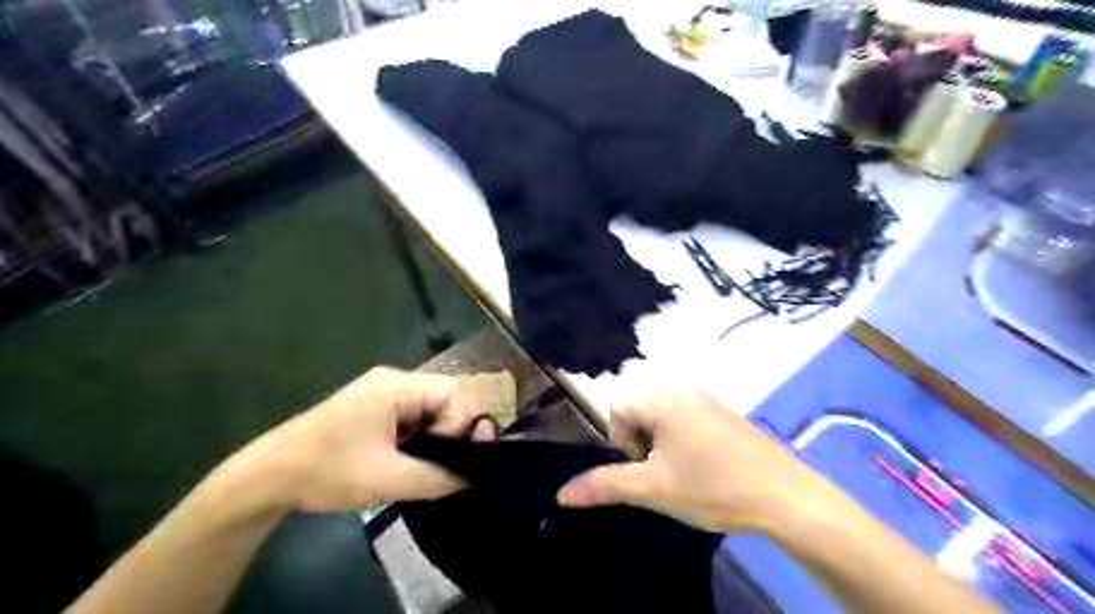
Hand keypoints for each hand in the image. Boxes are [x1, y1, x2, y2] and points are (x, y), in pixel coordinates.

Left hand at [218, 368, 509, 514]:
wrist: (267, 477)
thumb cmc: (327, 472)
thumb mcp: (388, 479)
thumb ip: (439, 476)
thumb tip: (476, 476)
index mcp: (397, 386)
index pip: (454, 395)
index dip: (462, 427)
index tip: (454, 460)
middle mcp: (394, 380)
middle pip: (445, 399)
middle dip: (452, 432)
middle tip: (445, 465)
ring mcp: (383, 392)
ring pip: (431, 409)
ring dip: (437, 436)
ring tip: (430, 465)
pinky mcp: (375, 406)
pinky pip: (414, 415)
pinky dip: (422, 436)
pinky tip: (414, 458)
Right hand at [558, 392, 834, 533]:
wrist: (785, 498)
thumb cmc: (712, 487)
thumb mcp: (652, 489)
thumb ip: (603, 486)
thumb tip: (561, 493)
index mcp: (662, 397)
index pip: (617, 409)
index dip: (622, 443)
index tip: (643, 470)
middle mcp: (683, 389)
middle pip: (639, 410)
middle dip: (641, 444)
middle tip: (662, 474)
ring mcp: (707, 399)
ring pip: (663, 417)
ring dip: (660, 444)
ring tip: (683, 474)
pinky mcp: (724, 414)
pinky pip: (686, 420)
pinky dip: (682, 441)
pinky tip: (704, 468)